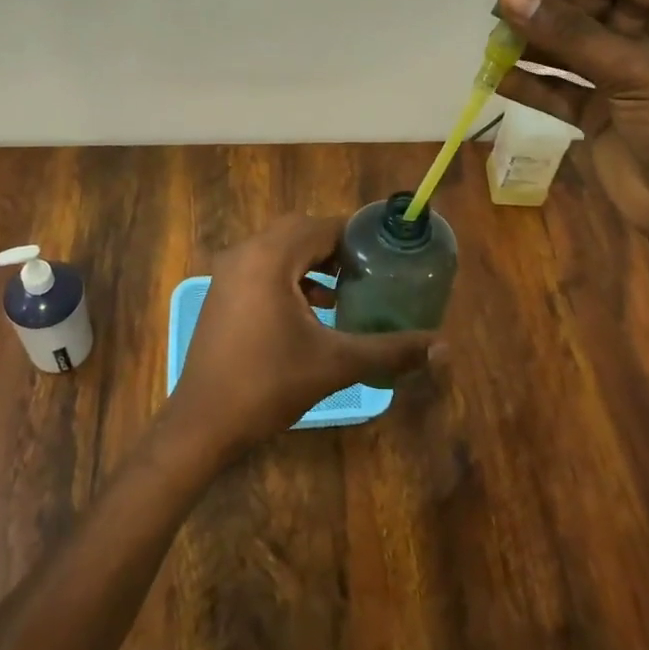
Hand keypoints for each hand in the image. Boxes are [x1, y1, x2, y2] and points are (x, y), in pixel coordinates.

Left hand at [168, 214, 442, 458]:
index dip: (357, 236)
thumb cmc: (269, 384)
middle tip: (370, 270)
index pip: (321, 227)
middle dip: (336, 247)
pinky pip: (262, 268)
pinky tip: (315, 309)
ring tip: (348, 288)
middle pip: (299, 232)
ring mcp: (228, 273)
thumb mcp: (337, 363)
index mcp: (269, 258)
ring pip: (279, 250)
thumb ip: (391, 350)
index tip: (387, 253)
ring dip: (312, 262)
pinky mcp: (222, 294)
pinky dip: (290, 278)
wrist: (204, 423)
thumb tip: (444, 348)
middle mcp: (245, 254)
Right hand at [494, 0, 648, 301]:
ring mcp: (625, 80)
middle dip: (551, 6)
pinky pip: (560, 90)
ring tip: (493, 39)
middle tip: (502, 4)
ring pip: (573, 50)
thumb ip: (570, 33)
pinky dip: (532, 84)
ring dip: (535, 43)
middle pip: (594, 10)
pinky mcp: (601, 115)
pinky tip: (499, 77)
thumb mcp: (635, 71)